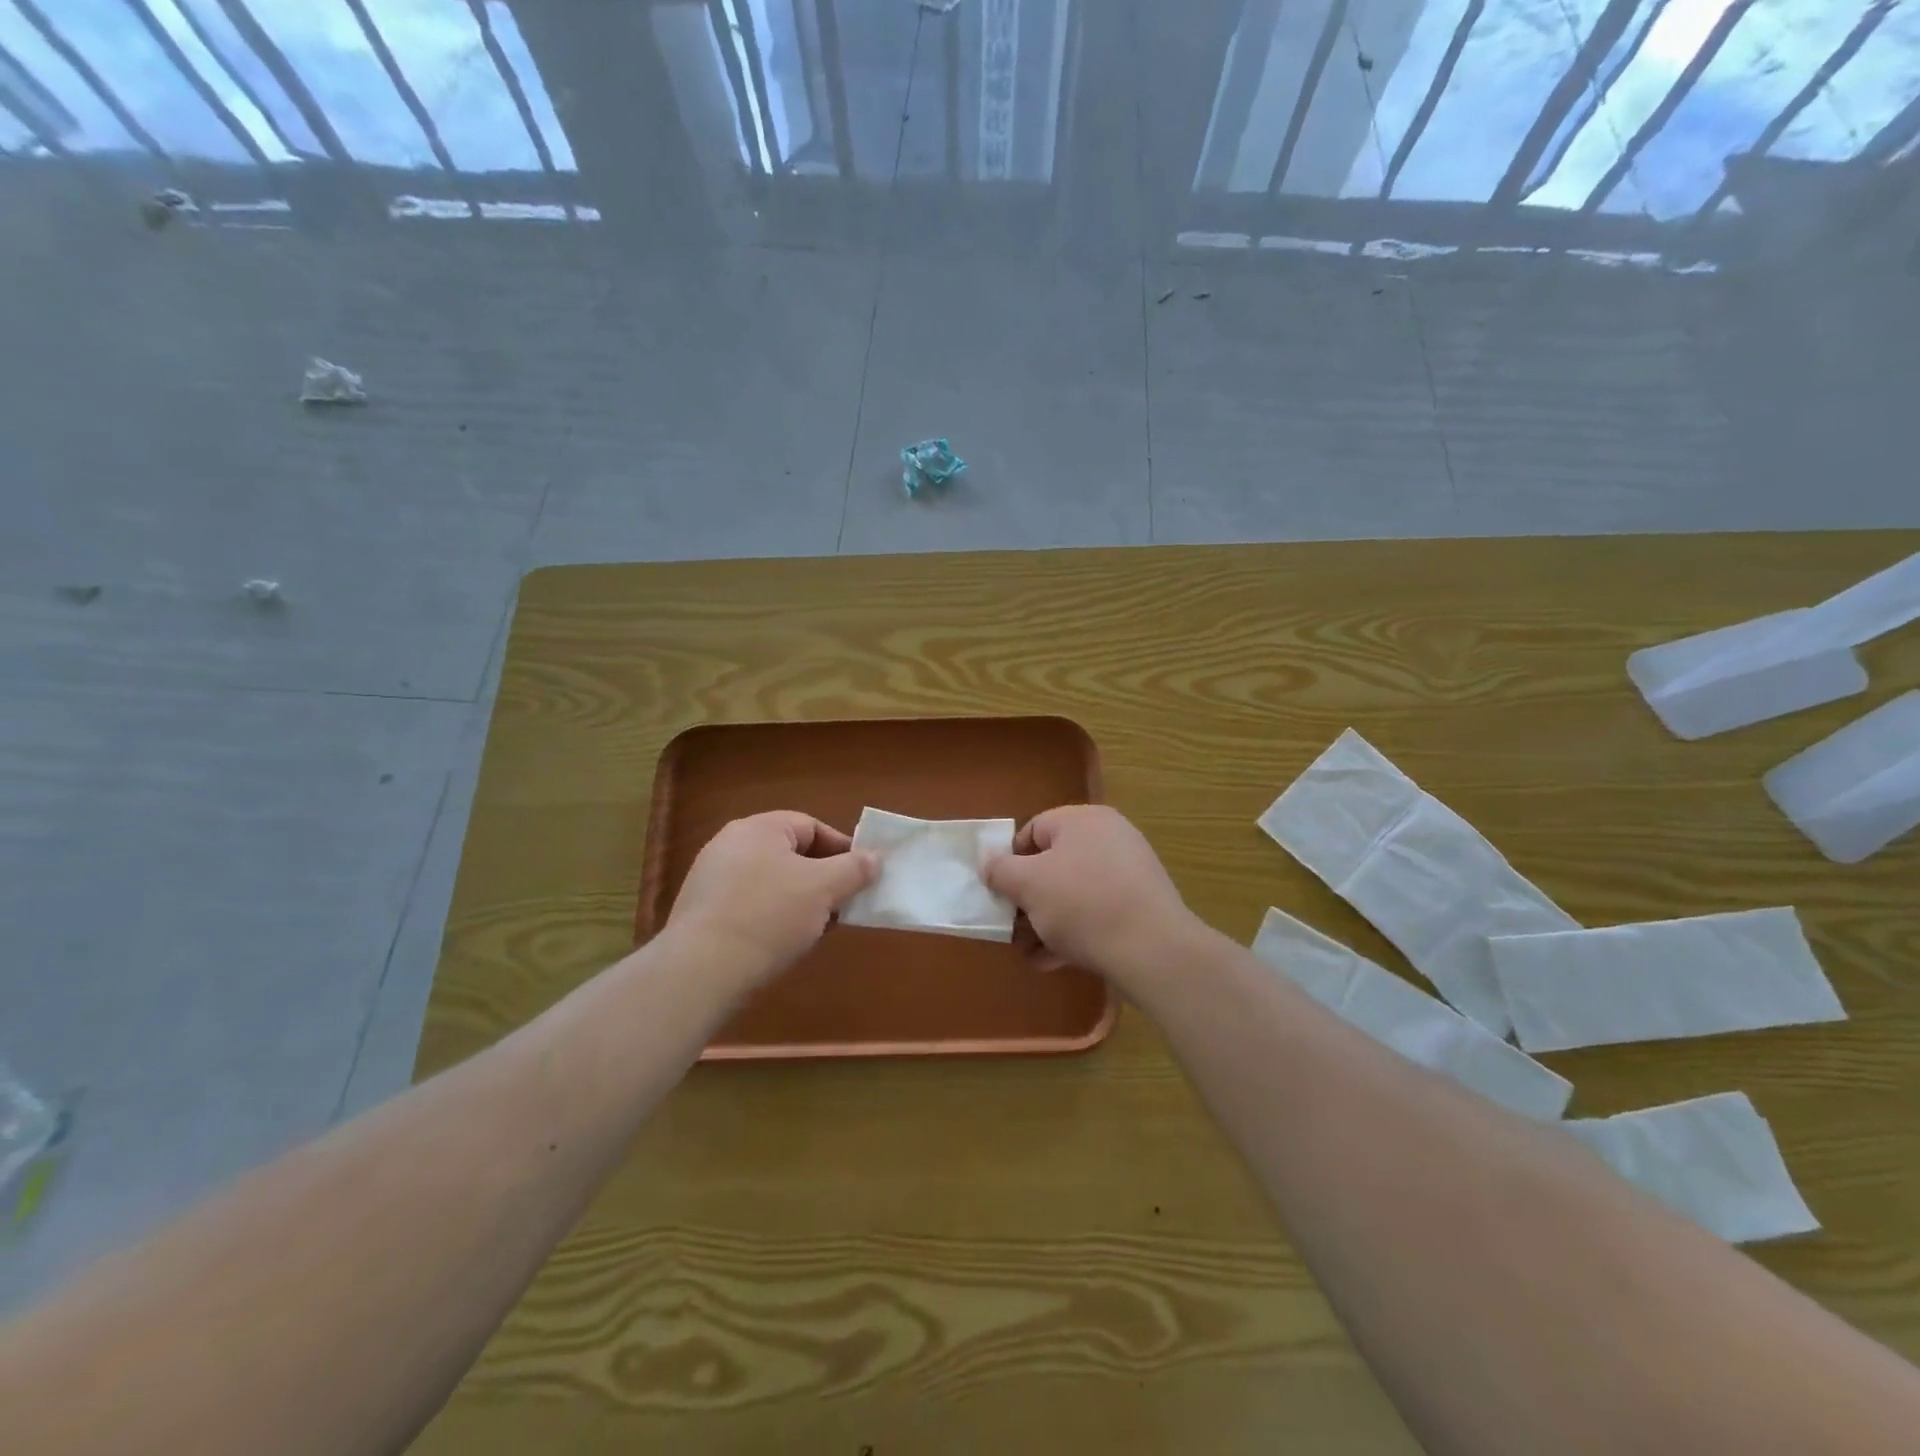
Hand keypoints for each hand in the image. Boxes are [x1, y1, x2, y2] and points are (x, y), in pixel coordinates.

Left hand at [666, 812, 877, 987]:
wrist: (701, 971)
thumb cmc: (769, 916)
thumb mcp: (823, 889)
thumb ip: (854, 869)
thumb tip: (875, 858)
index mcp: (758, 828)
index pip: (811, 826)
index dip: (842, 849)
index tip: (862, 877)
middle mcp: (730, 845)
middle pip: (791, 854)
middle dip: (822, 879)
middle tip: (843, 906)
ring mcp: (712, 879)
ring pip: (772, 882)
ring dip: (800, 901)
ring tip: (817, 929)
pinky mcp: (702, 912)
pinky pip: (750, 905)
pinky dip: (772, 917)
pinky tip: (783, 943)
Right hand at [985, 806, 1197, 991]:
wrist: (1152, 950)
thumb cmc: (1082, 904)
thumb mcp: (1028, 885)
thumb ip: (1000, 870)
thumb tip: (987, 861)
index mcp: (1083, 820)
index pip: (1033, 829)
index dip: (1010, 859)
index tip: (999, 891)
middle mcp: (1109, 838)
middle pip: (1053, 863)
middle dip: (1028, 897)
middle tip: (1011, 925)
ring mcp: (1129, 873)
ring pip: (1073, 893)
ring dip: (1045, 921)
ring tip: (1028, 950)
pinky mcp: (1140, 907)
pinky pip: (1096, 913)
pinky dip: (1072, 933)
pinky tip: (1052, 961)